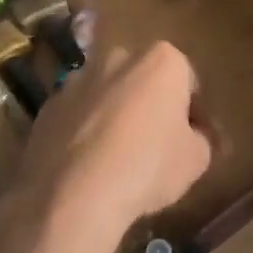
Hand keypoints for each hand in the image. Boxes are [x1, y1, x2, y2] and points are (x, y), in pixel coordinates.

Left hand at [0, 40, 211, 252]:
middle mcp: (117, 57)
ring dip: (116, 116)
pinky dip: (85, 131)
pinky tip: (88, 165)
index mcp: (161, 60)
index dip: (195, 112)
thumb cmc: (147, 167)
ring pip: (108, 95)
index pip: (188, 81)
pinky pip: (77, 115)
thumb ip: (203, 138)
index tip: (194, 139)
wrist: (73, 194)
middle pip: (144, 80)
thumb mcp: (196, 159)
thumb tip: (196, 135)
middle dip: (152, 105)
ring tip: (118, 159)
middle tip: (158, 146)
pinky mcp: (49, 105)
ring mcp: (77, 79)